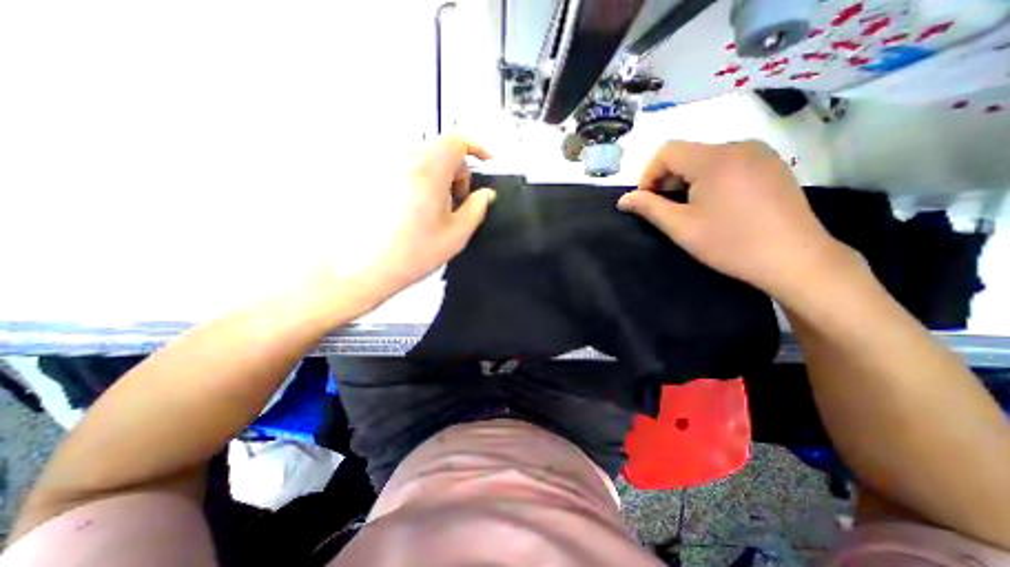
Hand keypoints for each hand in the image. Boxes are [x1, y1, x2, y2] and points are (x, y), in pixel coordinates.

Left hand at [360, 133, 495, 300]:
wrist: (361, 269)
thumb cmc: (413, 253)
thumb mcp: (456, 234)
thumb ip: (477, 208)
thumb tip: (485, 194)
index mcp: (427, 169)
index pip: (456, 139)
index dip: (476, 147)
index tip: (485, 163)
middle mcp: (401, 158)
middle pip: (439, 152)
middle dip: (455, 173)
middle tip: (454, 204)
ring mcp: (380, 165)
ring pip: (420, 160)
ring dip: (435, 178)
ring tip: (430, 211)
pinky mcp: (367, 175)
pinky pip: (401, 168)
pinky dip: (415, 181)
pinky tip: (409, 209)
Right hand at [620, 140, 845, 296]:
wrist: (796, 260)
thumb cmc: (730, 243)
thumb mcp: (681, 227)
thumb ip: (648, 208)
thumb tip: (623, 199)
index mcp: (715, 158)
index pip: (667, 151)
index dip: (648, 174)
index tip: (647, 201)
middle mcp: (739, 146)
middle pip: (687, 153)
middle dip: (667, 179)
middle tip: (666, 209)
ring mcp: (760, 154)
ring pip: (707, 158)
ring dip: (688, 179)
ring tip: (690, 209)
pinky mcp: (772, 166)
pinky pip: (729, 163)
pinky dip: (710, 178)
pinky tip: (716, 204)